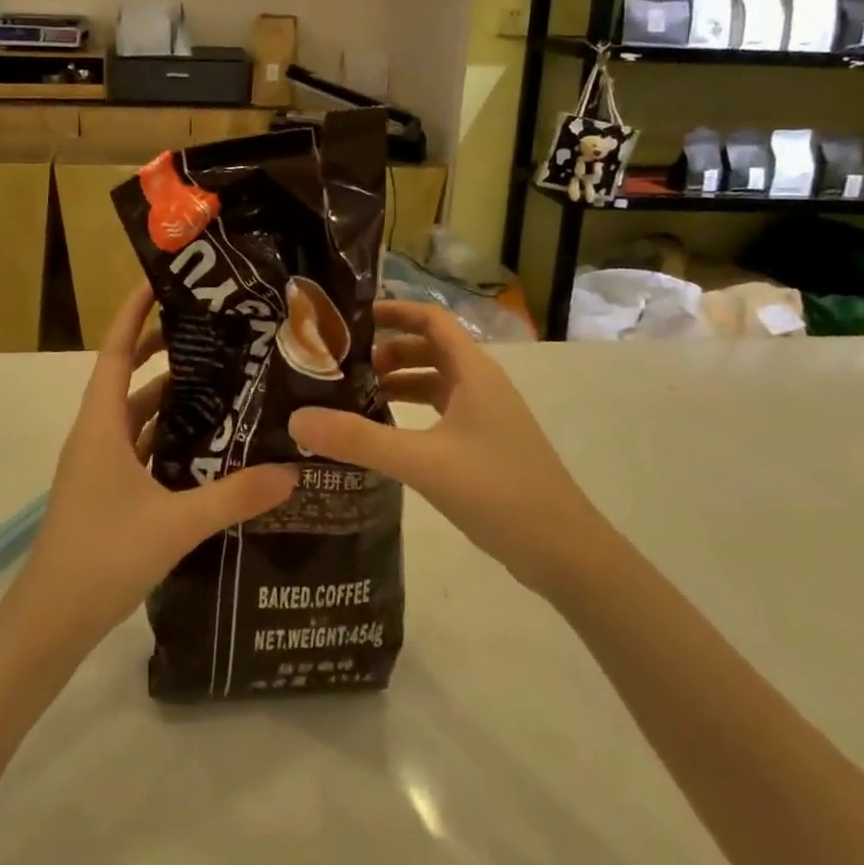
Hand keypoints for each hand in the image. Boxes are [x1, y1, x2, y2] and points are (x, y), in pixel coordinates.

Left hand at [8, 285, 298, 650]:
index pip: (116, 350)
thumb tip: (292, 471)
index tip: (161, 280)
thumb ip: (234, 496)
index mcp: (101, 424)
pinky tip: (205, 444)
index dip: (134, 311)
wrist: (47, 625)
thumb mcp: (175, 524)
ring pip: (136, 414)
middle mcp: (96, 434)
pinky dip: (168, 436)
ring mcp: (99, 465)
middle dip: (163, 349)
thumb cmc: (100, 557)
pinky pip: (140, 447)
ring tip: (221, 380)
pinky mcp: (106, 492)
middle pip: (128, 375)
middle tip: (214, 331)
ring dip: (170, 396)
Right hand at [290, 300, 600, 595]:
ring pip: (436, 382)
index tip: (350, 320)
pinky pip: (442, 412)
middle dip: (388, 351)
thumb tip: (298, 418)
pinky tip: (387, 433)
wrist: (565, 552)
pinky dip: (413, 411)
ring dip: (399, 381)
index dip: (394, 311)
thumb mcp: (422, 461)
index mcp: (473, 372)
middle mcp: (482, 385)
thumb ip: (360, 439)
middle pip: (430, 349)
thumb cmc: (498, 491)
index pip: (431, 319)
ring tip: (355, 396)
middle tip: (343, 365)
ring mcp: (487, 416)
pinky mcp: (486, 446)